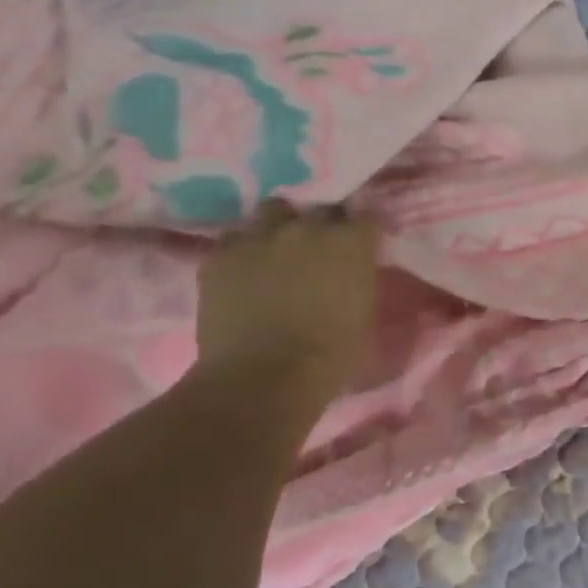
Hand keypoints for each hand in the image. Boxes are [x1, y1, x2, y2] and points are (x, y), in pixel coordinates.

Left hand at [194, 201, 381, 407]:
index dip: (364, 234)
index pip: (367, 218)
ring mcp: (259, 237)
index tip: (362, 249)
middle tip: (321, 251)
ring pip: (273, 211)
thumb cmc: (331, 355)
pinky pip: (235, 238)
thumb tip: (354, 272)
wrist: (264, 377)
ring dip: (280, 227)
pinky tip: (246, 271)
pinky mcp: (220, 254)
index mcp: (351, 243)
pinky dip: (244, 250)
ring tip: (279, 250)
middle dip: (323, 226)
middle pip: (320, 209)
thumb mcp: (365, 314)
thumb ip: (360, 280)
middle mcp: (307, 228)